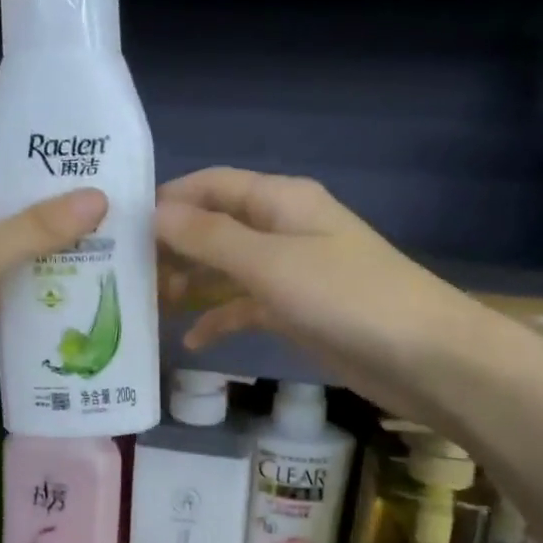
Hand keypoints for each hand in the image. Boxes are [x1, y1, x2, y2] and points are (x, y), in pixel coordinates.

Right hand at [154, 168, 467, 425]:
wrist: (424, 357)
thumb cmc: (346, 298)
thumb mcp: (270, 263)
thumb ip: (210, 238)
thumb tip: (152, 212)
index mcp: (279, 200)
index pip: (210, 185)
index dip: (166, 200)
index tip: (118, 227)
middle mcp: (282, 227)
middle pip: (214, 226)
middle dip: (171, 247)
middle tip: (124, 277)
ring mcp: (291, 271)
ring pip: (226, 268)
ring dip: (190, 283)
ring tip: (148, 306)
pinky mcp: (297, 310)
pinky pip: (246, 305)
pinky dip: (220, 318)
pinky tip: (191, 342)